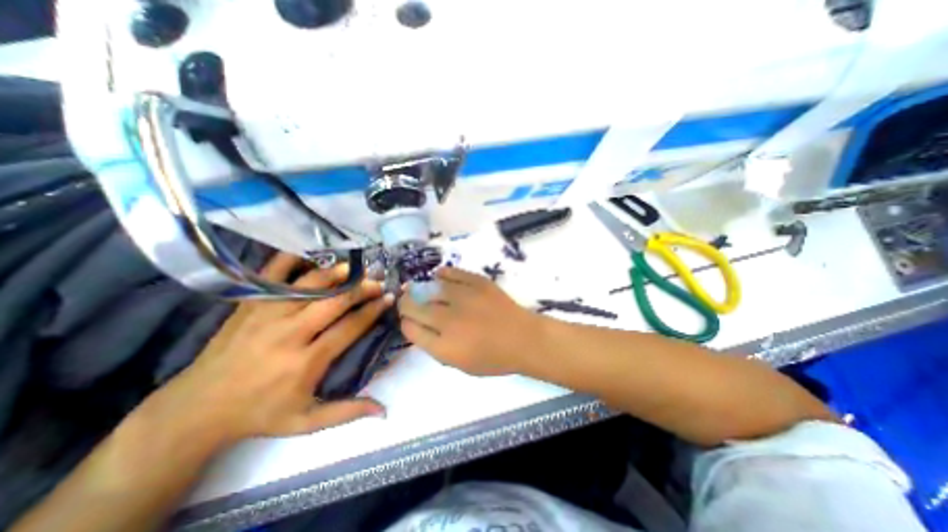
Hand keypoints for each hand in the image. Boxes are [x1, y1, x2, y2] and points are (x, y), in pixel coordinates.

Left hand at [142, 254, 392, 448]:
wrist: (195, 409)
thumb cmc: (259, 414)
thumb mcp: (305, 422)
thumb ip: (347, 412)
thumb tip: (384, 409)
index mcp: (306, 362)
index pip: (350, 327)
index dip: (373, 309)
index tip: (389, 297)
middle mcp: (289, 333)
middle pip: (335, 301)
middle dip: (362, 288)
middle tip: (379, 280)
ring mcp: (266, 315)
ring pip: (310, 285)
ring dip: (337, 273)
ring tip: (356, 267)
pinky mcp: (249, 305)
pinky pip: (272, 274)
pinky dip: (292, 260)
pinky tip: (311, 255)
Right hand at [398, 268, 545, 376]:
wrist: (524, 339)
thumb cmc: (494, 358)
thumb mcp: (461, 364)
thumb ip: (436, 347)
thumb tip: (419, 327)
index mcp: (444, 346)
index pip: (411, 329)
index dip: (405, 322)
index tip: (408, 319)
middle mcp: (449, 320)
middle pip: (415, 307)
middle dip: (406, 304)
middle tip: (407, 301)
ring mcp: (464, 298)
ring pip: (430, 287)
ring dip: (420, 288)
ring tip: (418, 288)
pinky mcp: (478, 283)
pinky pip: (453, 273)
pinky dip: (443, 273)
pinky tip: (438, 275)